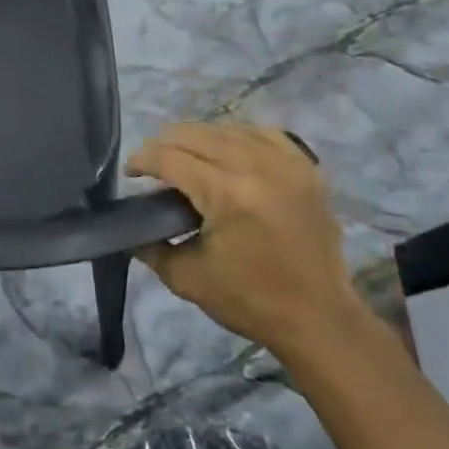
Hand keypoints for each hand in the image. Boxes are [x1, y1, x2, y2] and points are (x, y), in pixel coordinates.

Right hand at [130, 122, 360, 354]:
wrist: (320, 319)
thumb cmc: (251, 301)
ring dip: (198, 138)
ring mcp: (285, 163)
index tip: (130, 172)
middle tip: (152, 165)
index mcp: (226, 194)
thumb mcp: (187, 278)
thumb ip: (150, 245)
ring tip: (185, 156)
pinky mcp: (305, 168)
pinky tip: (227, 150)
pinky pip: (262, 133)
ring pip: (226, 129)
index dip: (142, 159)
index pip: (169, 157)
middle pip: (194, 134)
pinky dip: (238, 136)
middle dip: (164, 144)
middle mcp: (255, 167)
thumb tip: (128, 224)